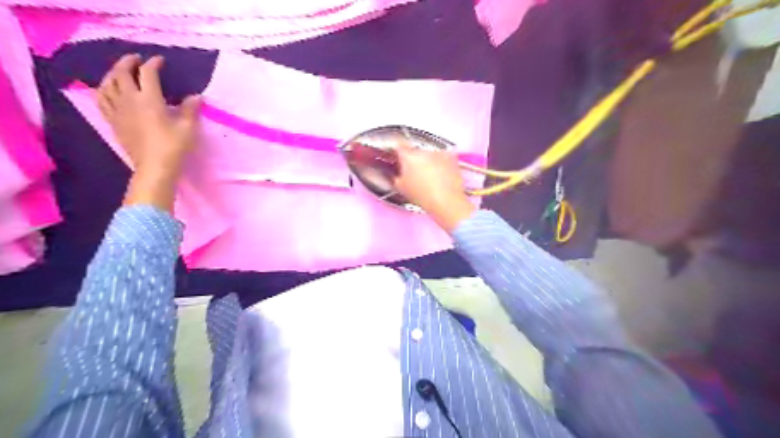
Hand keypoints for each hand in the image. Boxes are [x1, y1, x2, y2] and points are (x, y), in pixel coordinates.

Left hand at [98, 54, 201, 175]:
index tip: (160, 61)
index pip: (148, 74)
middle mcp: (129, 100)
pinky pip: (101, 99)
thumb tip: (196, 96)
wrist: (155, 166)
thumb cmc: (174, 146)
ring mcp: (117, 110)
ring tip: (120, 71)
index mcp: (149, 99)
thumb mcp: (188, 128)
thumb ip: (190, 109)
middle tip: (137, 59)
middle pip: (121, 73)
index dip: (153, 64)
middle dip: (128, 62)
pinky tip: (108, 89)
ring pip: (107, 83)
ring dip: (113, 73)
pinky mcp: (113, 121)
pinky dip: (103, 89)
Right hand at [393, 141, 470, 231]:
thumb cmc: (421, 195)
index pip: (399, 146)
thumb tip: (395, 171)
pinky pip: (442, 158)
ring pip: (429, 155)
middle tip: (414, 173)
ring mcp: (439, 153)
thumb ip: (395, 176)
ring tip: (430, 176)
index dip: (397, 151)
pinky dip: (441, 164)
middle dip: (414, 159)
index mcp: (408, 156)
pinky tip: (441, 176)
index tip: (398, 158)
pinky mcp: (451, 158)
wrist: (446, 200)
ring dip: (428, 161)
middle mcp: (423, 150)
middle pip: (415, 151)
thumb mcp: (401, 187)